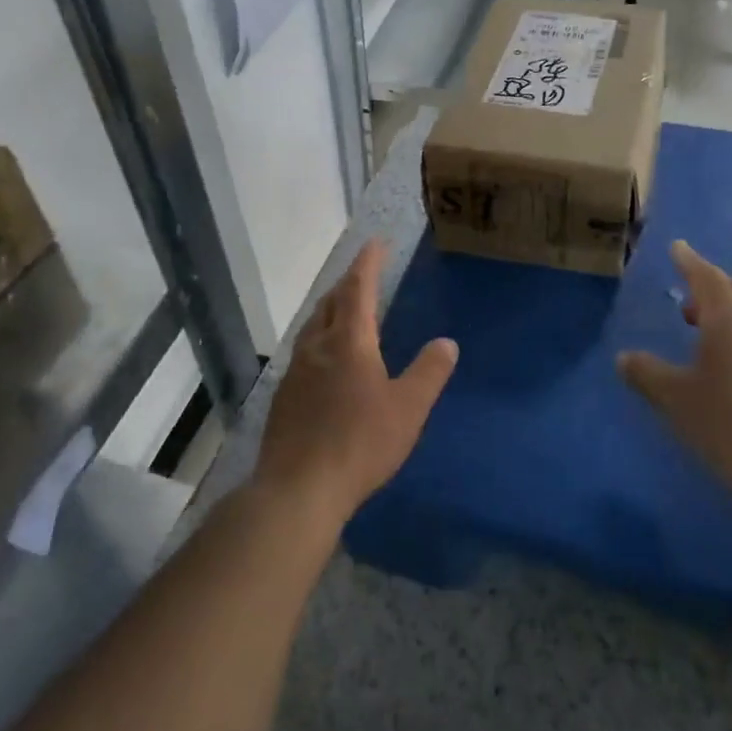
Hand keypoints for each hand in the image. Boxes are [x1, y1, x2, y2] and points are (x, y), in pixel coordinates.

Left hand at [253, 241, 457, 530]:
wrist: (298, 488)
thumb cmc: (360, 443)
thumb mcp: (408, 409)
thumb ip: (429, 372)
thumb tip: (446, 342)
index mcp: (349, 342)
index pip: (358, 289)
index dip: (368, 263)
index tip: (375, 243)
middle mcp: (318, 346)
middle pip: (331, 302)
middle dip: (348, 282)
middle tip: (363, 273)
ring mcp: (296, 371)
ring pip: (313, 325)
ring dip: (330, 308)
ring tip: (344, 308)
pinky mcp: (285, 396)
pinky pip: (304, 351)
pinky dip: (320, 337)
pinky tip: (325, 358)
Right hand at [618, 240, 731, 515]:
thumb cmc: (730, 425)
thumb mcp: (675, 399)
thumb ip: (646, 373)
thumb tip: (625, 358)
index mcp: (729, 322)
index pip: (707, 278)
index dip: (689, 262)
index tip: (677, 247)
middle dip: (712, 287)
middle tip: (685, 304)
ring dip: (727, 314)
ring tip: (699, 338)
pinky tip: (725, 370)